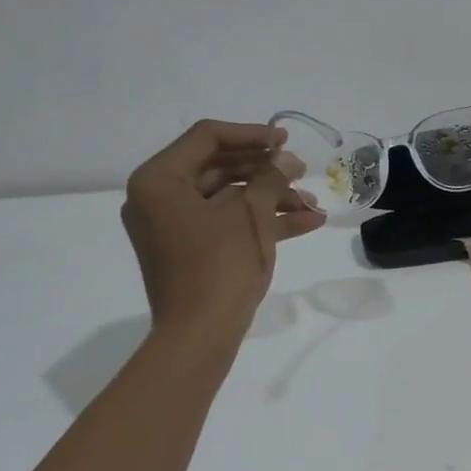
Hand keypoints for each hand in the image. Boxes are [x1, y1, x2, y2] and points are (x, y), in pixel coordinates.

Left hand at [120, 119, 324, 333]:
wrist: (200, 335)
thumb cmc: (220, 267)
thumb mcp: (251, 216)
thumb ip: (270, 178)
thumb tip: (286, 159)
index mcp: (159, 180)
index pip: (207, 138)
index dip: (252, 134)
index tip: (286, 141)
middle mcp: (158, 197)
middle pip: (219, 167)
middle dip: (267, 171)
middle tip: (302, 172)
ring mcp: (172, 226)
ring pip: (227, 197)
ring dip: (271, 197)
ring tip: (312, 202)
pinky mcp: (189, 249)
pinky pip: (225, 223)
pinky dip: (261, 221)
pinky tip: (306, 222)